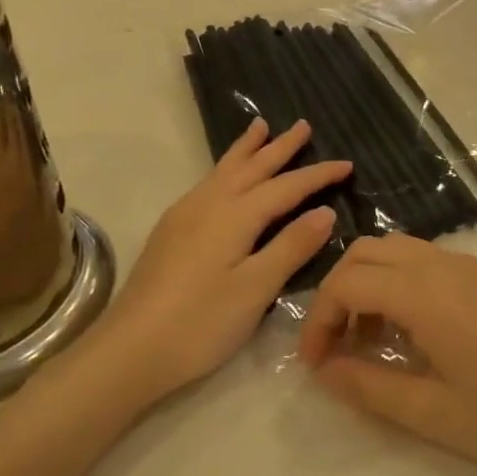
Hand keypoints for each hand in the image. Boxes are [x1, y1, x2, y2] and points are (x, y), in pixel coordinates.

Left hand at [90, 117, 349, 410]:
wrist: (129, 350)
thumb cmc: (200, 323)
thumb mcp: (255, 289)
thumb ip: (291, 247)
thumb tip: (324, 212)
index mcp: (234, 216)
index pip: (285, 187)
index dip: (317, 175)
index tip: (347, 164)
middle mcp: (208, 205)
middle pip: (251, 168)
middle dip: (279, 147)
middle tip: (302, 125)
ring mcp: (184, 216)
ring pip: (223, 171)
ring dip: (246, 149)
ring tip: (260, 127)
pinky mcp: (170, 232)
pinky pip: (208, 184)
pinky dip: (226, 169)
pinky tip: (224, 178)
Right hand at [298, 234, 476, 475]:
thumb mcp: (431, 412)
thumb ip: (368, 386)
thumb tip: (323, 369)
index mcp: (425, 293)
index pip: (347, 282)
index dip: (319, 320)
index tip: (316, 364)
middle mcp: (442, 265)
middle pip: (366, 251)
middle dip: (338, 292)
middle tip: (335, 347)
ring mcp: (467, 267)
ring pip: (395, 251)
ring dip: (368, 284)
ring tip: (368, 341)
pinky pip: (423, 261)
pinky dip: (398, 282)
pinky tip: (408, 332)